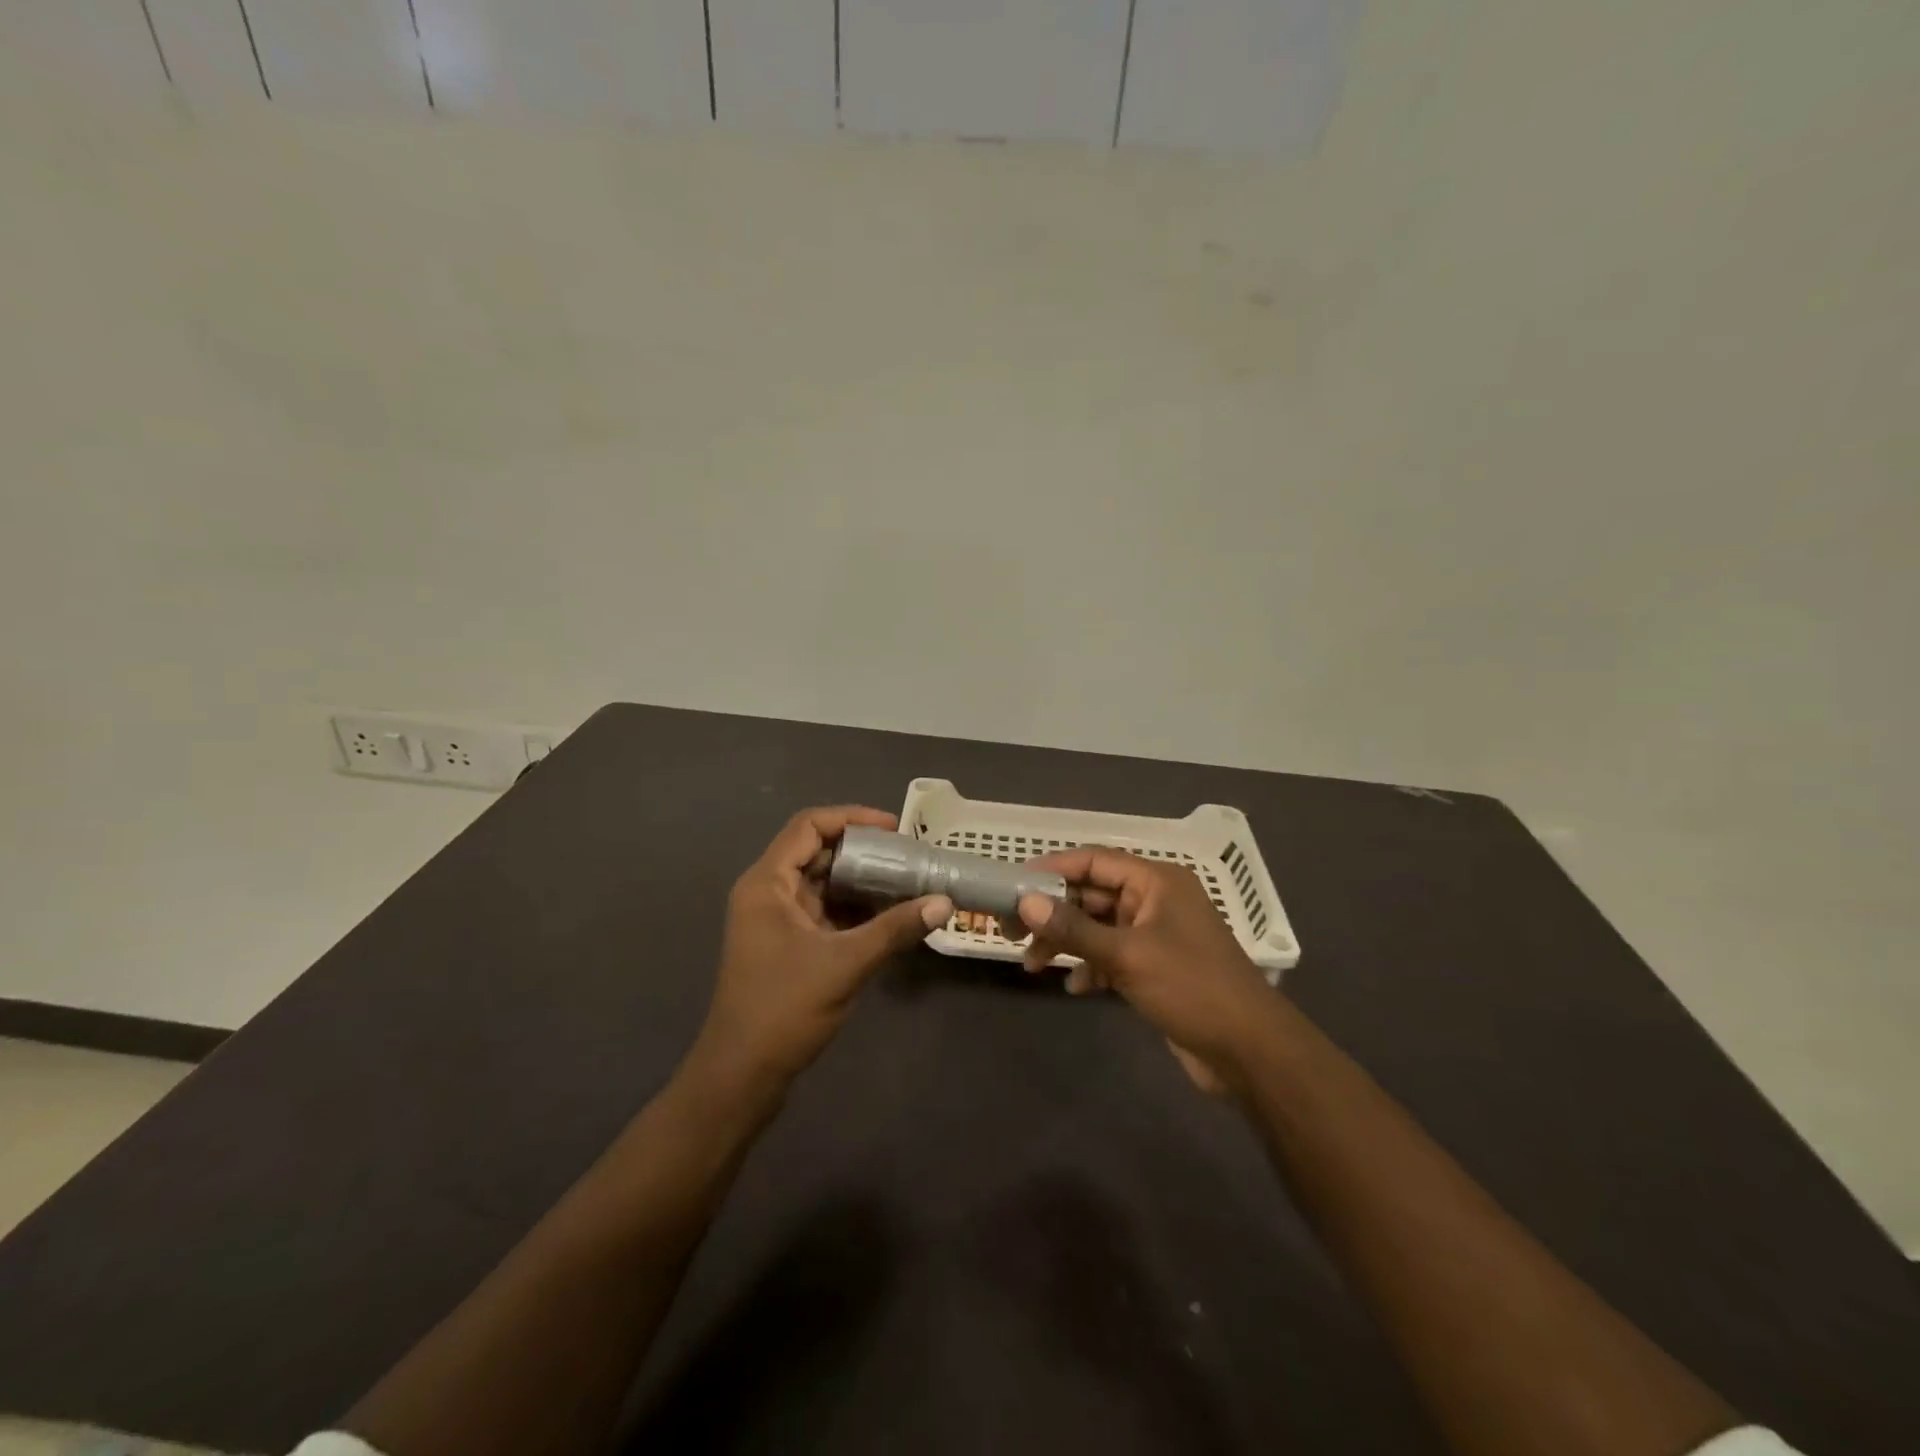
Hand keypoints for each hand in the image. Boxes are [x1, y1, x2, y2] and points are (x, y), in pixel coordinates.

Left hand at [694, 806, 952, 1089]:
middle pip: (817, 852)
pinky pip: (823, 911)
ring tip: (906, 882)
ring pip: (822, 884)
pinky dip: (853, 909)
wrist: (741, 1074)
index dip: (852, 818)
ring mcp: (774, 921)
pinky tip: (888, 917)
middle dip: (863, 851)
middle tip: (908, 856)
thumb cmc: (784, 1009)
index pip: (809, 826)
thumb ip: (895, 929)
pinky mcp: (785, 945)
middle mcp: (767, 893)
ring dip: (860, 881)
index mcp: (767, 883)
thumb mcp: (845, 963)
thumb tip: (944, 902)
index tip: (894, 828)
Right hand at [1011, 847, 1277, 1093]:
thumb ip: (1073, 929)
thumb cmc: (1190, 988)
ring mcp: (1157, 935)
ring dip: (1067, 942)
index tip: (1014, 883)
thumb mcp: (1127, 955)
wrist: (1249, 1051)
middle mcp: (1156, 900)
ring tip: (1032, 965)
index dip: (1053, 868)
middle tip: (1012, 929)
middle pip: (1093, 894)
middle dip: (1054, 912)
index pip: (1095, 860)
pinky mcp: (1157, 968)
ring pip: (1099, 927)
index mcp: (1156, 882)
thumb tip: (1026, 902)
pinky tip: (1074, 987)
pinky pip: (1112, 956)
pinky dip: (1091, 967)